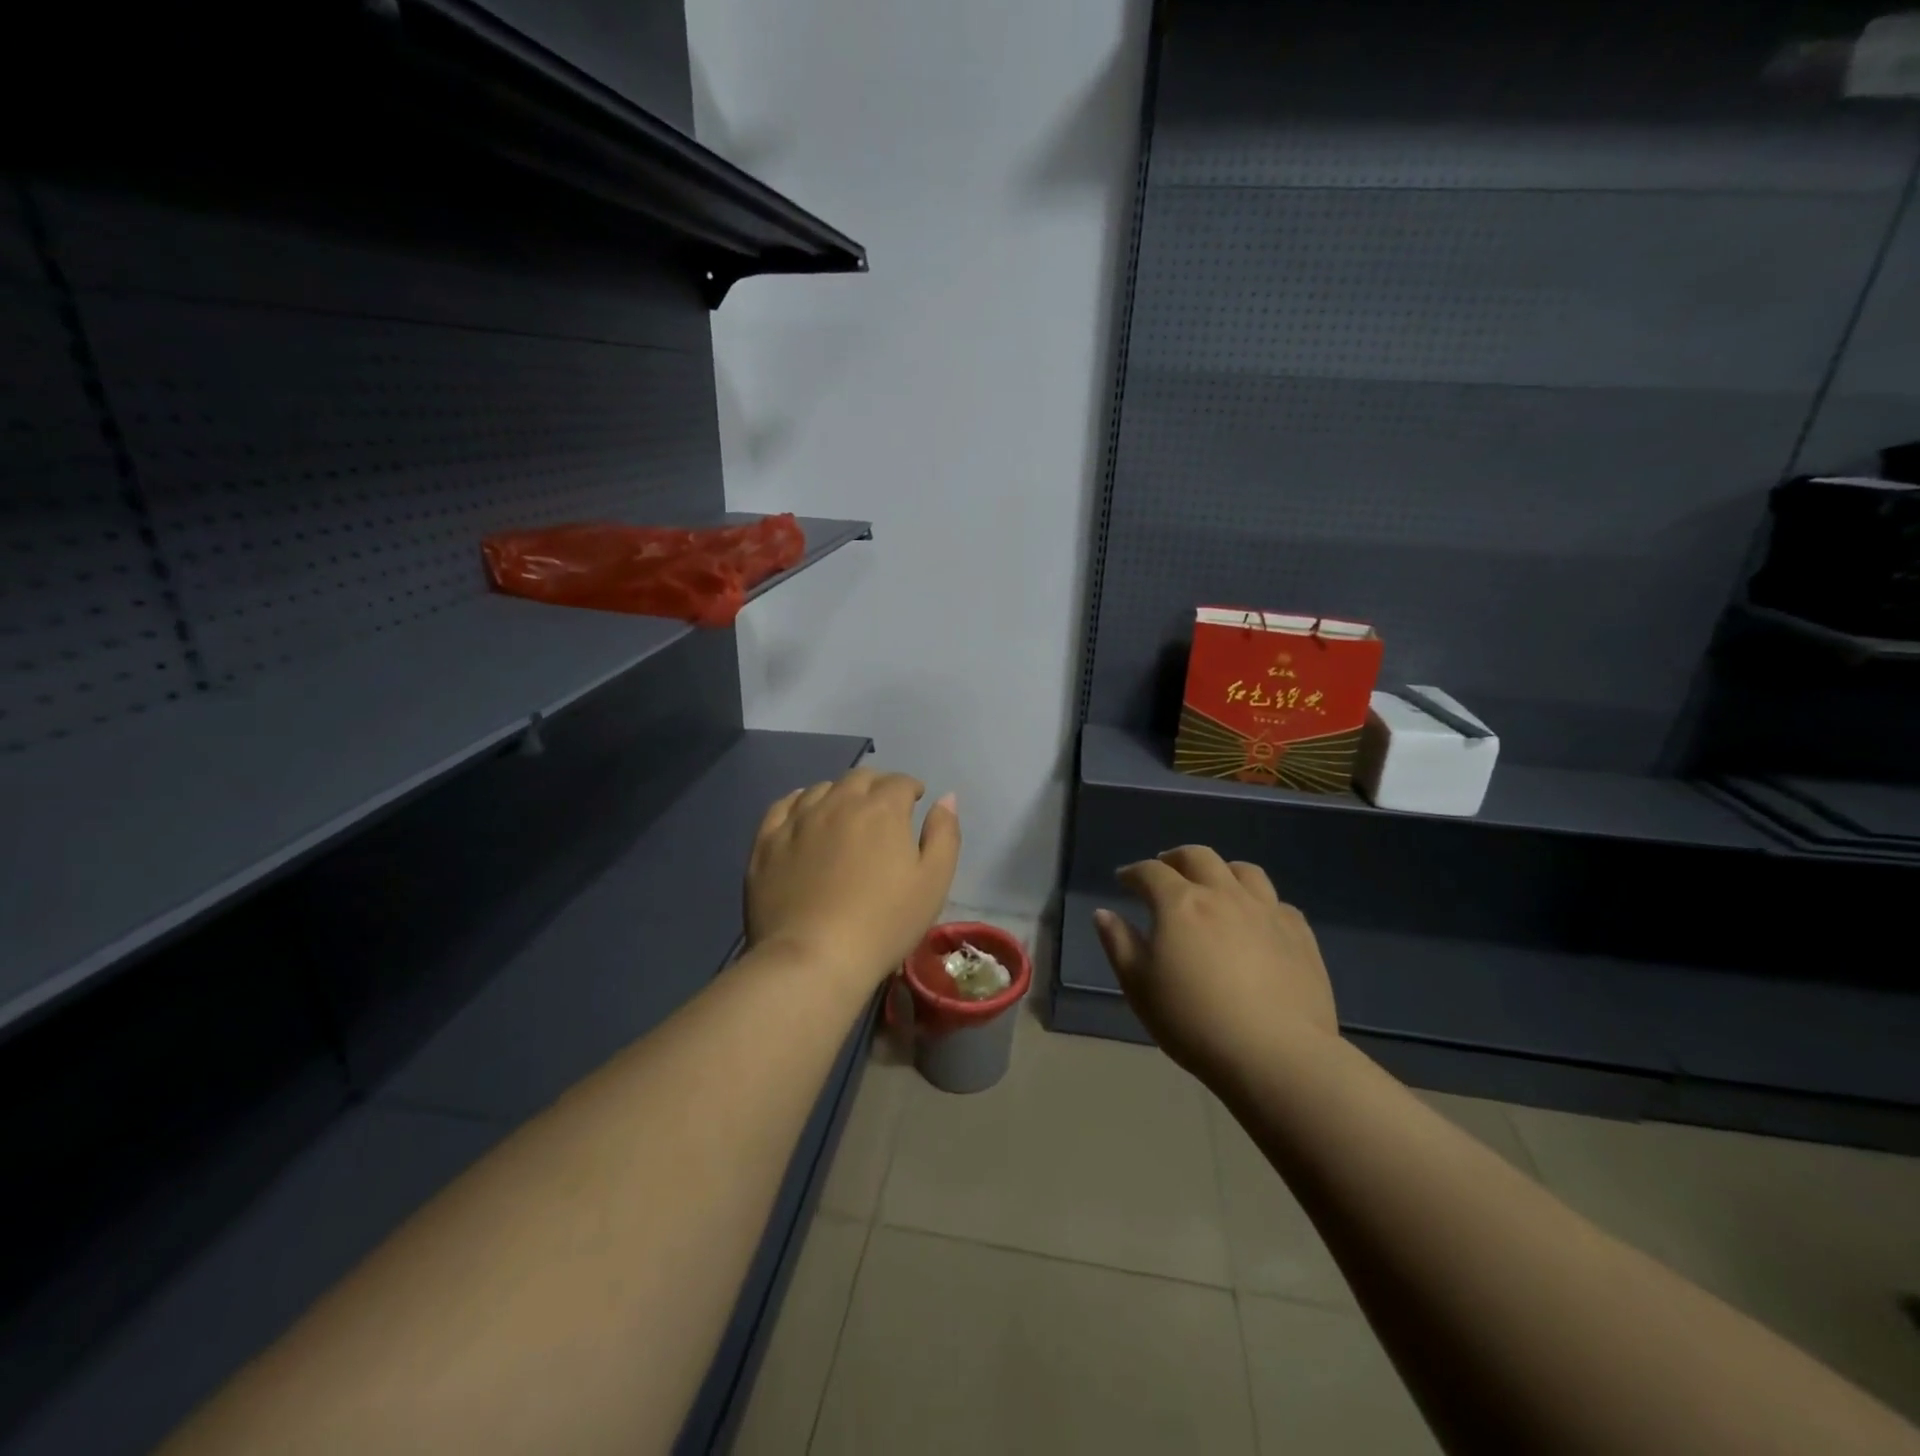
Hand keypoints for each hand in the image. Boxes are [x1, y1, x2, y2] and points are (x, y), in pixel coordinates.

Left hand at [746, 769, 960, 988]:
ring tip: (845, 814)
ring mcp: (798, 819)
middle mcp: (839, 802)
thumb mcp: (934, 883)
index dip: (911, 788)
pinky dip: (800, 803)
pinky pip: (784, 806)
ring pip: (822, 789)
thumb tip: (946, 798)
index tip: (915, 801)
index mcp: (882, 809)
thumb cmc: (884, 923)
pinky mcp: (768, 841)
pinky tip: (805, 815)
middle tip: (884, 808)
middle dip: (877, 786)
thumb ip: (944, 834)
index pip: (900, 782)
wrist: (814, 958)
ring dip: (840, 794)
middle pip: (860, 778)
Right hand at [1094, 846, 1335, 1077]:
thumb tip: (1104, 913)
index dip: (1134, 872)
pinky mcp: (1299, 934)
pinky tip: (1256, 920)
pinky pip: (1278, 903)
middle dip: (1176, 858)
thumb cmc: (1194, 1022)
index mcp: (1180, 904)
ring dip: (1222, 870)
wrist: (1275, 1055)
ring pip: (1244, 871)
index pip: (1151, 872)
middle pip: (1198, 857)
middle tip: (1165, 869)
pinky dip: (1260, 902)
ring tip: (1214, 884)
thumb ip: (1119, 944)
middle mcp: (1223, 895)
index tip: (1123, 880)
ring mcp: (1266, 911)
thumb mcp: (1139, 987)